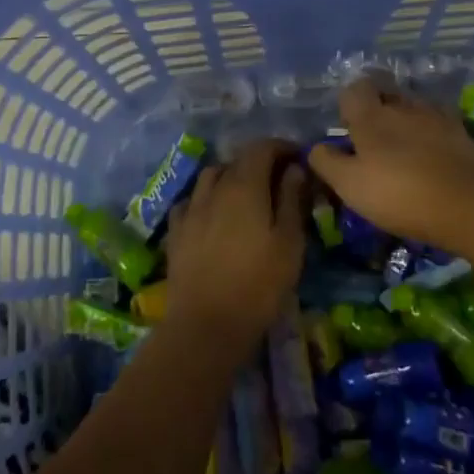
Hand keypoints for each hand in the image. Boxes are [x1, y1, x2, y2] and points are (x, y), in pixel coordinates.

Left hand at [163, 140, 306, 356]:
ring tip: (245, 194)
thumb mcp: (289, 243)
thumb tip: (294, 169)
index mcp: (245, 185)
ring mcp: (191, 208)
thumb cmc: (258, 284)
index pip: (262, 148)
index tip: (298, 158)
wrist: (206, 325)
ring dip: (230, 176)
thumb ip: (291, 200)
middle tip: (278, 179)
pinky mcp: (176, 232)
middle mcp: (214, 188)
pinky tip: (212, 215)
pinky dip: (205, 199)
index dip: (282, 147)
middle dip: (259, 162)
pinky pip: (191, 201)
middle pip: (237, 160)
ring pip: (211, 176)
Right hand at [307, 79, 473, 248]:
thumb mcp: (350, 185)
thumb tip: (315, 147)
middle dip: (378, 109)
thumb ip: (327, 162)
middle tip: (374, 140)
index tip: (348, 129)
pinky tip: (431, 156)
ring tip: (404, 149)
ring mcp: (435, 115)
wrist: (468, 204)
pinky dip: (430, 134)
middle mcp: (402, 105)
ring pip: (413, 107)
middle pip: (385, 93)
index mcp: (371, 115)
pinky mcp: (461, 132)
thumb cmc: (399, 193)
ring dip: (405, 121)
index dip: (348, 104)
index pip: (354, 89)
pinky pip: (437, 123)